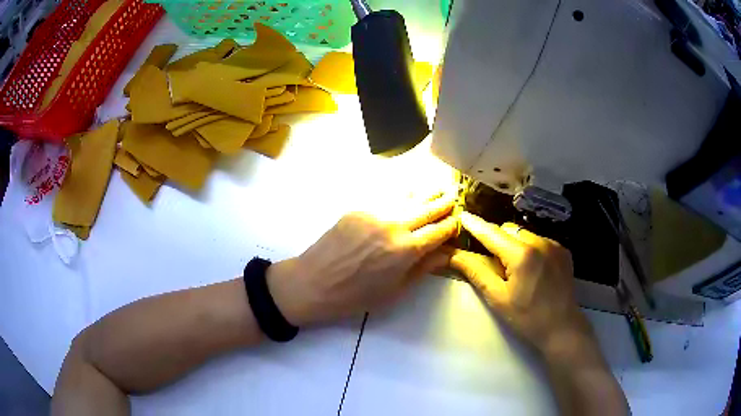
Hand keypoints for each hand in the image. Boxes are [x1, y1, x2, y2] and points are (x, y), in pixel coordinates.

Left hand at [267, 193, 458, 325]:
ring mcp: (375, 213)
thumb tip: (447, 254)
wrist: (313, 283)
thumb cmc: (356, 296)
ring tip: (436, 189)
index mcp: (407, 250)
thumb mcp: (395, 291)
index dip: (451, 225)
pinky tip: (407, 193)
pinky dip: (402, 195)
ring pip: (408, 197)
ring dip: (425, 194)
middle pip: (427, 209)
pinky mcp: (358, 209)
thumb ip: (423, 269)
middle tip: (453, 197)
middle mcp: (395, 225)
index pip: (439, 231)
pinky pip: (386, 198)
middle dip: (443, 203)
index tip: (458, 221)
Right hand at [450, 212, 593, 352]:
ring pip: (525, 234)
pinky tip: (533, 270)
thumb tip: (453, 254)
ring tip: (516, 270)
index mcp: (522, 254)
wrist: (562, 328)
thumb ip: (476, 271)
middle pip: (509, 230)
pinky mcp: (563, 251)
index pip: (492, 233)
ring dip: (514, 244)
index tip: (463, 215)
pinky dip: (530, 249)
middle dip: (497, 240)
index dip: (475, 225)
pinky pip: (540, 241)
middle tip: (493, 263)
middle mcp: (540, 242)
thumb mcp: (497, 298)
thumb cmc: (527, 318)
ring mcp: (554, 245)